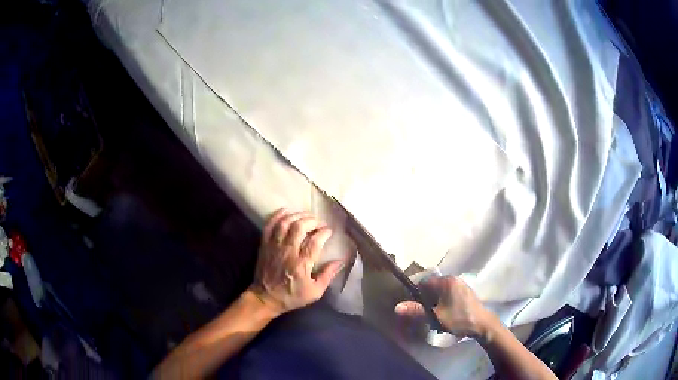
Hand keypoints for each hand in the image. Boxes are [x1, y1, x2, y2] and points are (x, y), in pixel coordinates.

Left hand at [249, 208, 344, 315]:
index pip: (315, 241)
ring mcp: (274, 246)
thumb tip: (341, 261)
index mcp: (302, 264)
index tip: (329, 230)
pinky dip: (277, 215)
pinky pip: (269, 225)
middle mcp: (288, 252)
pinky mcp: (264, 245)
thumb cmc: (292, 296)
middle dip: (312, 220)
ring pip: (285, 223)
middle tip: (318, 222)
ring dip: (297, 215)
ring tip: (306, 216)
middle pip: (299, 227)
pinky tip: (286, 211)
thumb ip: (328, 275)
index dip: (324, 232)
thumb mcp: (315, 292)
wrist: (265, 298)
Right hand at [395, 276, 494, 339]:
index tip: (413, 305)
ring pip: (440, 291)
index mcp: (446, 281)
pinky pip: (448, 294)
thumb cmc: (459, 319)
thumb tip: (397, 307)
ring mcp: (461, 285)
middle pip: (432, 286)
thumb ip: (417, 311)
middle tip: (423, 313)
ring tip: (433, 316)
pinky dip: (443, 302)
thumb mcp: (436, 317)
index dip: (416, 293)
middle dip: (425, 299)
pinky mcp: (465, 293)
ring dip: (434, 302)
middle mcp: (454, 279)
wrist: (482, 325)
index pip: (424, 281)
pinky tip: (444, 315)